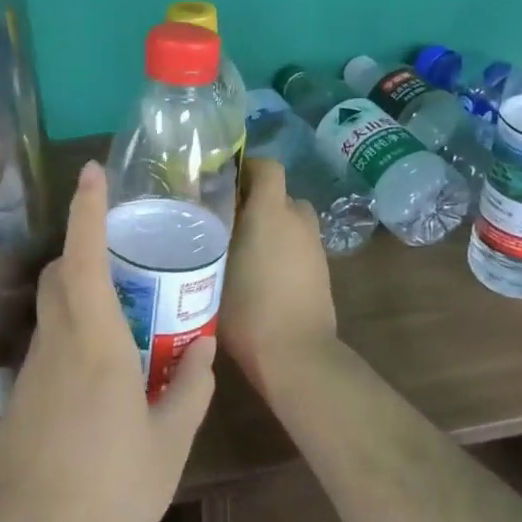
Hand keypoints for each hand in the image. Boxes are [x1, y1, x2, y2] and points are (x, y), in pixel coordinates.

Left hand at [0, 162, 216, 521]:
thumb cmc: (114, 491)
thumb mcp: (170, 441)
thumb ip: (190, 387)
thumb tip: (202, 348)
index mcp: (96, 345)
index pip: (84, 259)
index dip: (86, 211)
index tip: (91, 173)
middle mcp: (56, 345)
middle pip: (58, 275)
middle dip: (82, 248)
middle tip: (123, 254)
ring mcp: (31, 372)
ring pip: (50, 310)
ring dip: (78, 294)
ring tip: (122, 314)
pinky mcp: (20, 397)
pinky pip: (46, 346)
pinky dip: (70, 334)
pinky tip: (99, 373)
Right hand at [219, 159, 338, 391]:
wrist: (295, 354)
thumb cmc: (246, 309)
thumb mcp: (211, 271)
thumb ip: (208, 238)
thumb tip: (200, 219)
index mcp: (271, 211)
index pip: (268, 167)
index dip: (247, 168)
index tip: (222, 183)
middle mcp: (297, 219)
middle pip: (278, 194)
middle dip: (255, 201)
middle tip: (225, 220)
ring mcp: (314, 245)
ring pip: (290, 220)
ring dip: (271, 225)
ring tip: (242, 248)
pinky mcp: (322, 269)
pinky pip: (299, 244)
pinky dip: (283, 248)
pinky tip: (260, 273)